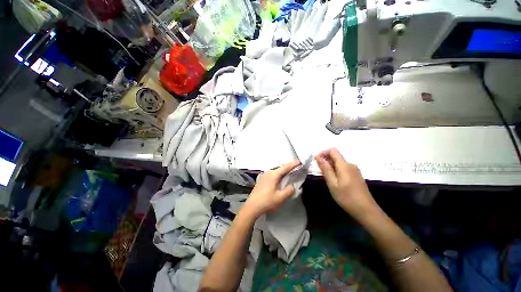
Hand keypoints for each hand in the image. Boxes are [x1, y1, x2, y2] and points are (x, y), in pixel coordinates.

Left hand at [242, 160, 300, 218]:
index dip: (293, 164)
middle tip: (296, 167)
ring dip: (283, 170)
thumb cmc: (267, 201)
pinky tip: (280, 178)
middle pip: (280, 167)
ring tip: (289, 172)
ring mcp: (264, 175)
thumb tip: (292, 186)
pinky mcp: (262, 179)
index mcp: (274, 174)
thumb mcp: (281, 197)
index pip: (286, 167)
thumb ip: (289, 190)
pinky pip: (272, 173)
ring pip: (276, 170)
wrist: (252, 206)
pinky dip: (278, 174)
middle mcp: (268, 172)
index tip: (299, 161)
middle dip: (288, 167)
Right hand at [315, 148, 378, 220]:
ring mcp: (354, 169)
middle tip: (319, 171)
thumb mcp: (332, 184)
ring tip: (326, 177)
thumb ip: (325, 169)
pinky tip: (334, 180)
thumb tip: (317, 156)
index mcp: (344, 165)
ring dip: (330, 166)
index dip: (323, 153)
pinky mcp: (356, 175)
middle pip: (336, 156)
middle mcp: (350, 164)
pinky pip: (343, 167)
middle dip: (326, 160)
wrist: (366, 210)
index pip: (333, 150)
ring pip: (339, 162)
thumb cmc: (347, 197)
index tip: (316, 161)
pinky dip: (336, 170)